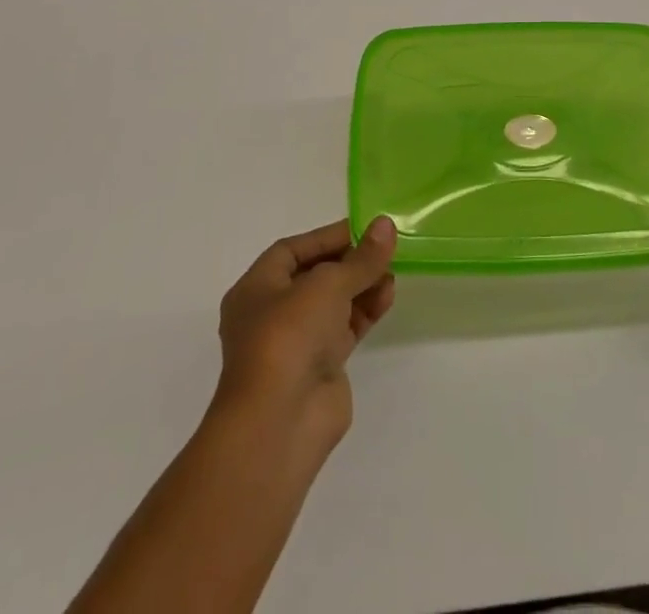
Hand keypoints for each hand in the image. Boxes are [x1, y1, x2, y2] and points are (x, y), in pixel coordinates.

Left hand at [214, 217, 396, 452]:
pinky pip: (345, 328)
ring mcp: (296, 343)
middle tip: (384, 249)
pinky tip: (387, 297)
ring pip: (333, 303)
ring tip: (392, 273)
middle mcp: (272, 314)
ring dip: (362, 285)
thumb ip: (362, 257)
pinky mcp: (319, 367)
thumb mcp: (328, 284)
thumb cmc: (289, 336)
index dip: (327, 236)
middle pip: (315, 276)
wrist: (280, 423)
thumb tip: (386, 225)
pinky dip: (365, 311)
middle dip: (350, 262)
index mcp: (256, 289)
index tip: (364, 228)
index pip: (292, 250)